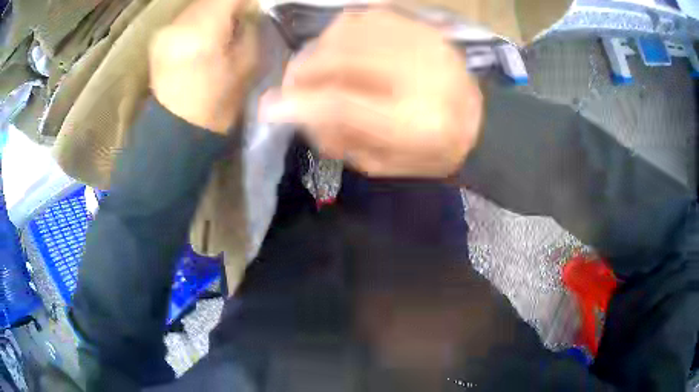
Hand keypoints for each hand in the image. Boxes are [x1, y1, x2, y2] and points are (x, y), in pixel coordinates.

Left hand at [149, 0, 257, 133]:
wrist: (177, 130)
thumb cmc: (217, 104)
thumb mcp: (247, 64)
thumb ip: (250, 28)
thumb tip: (251, 8)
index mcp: (204, 31)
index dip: (245, 0)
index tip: (255, 7)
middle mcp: (179, 25)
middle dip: (229, 3)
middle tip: (242, 14)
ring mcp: (165, 31)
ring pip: (196, 5)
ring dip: (214, 9)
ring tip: (224, 25)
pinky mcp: (159, 38)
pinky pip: (185, 17)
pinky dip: (199, 18)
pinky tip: (205, 33)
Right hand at [259, 8, 482, 177]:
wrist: (479, 124)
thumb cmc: (430, 152)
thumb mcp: (384, 164)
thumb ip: (339, 138)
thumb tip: (295, 110)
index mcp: (416, 124)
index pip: (344, 105)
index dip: (300, 103)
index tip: (269, 107)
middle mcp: (422, 76)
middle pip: (342, 58)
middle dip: (303, 70)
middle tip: (290, 83)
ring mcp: (425, 45)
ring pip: (351, 30)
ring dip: (320, 47)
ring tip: (316, 65)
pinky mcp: (425, 28)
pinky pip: (369, 15)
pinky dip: (344, 29)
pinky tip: (341, 45)